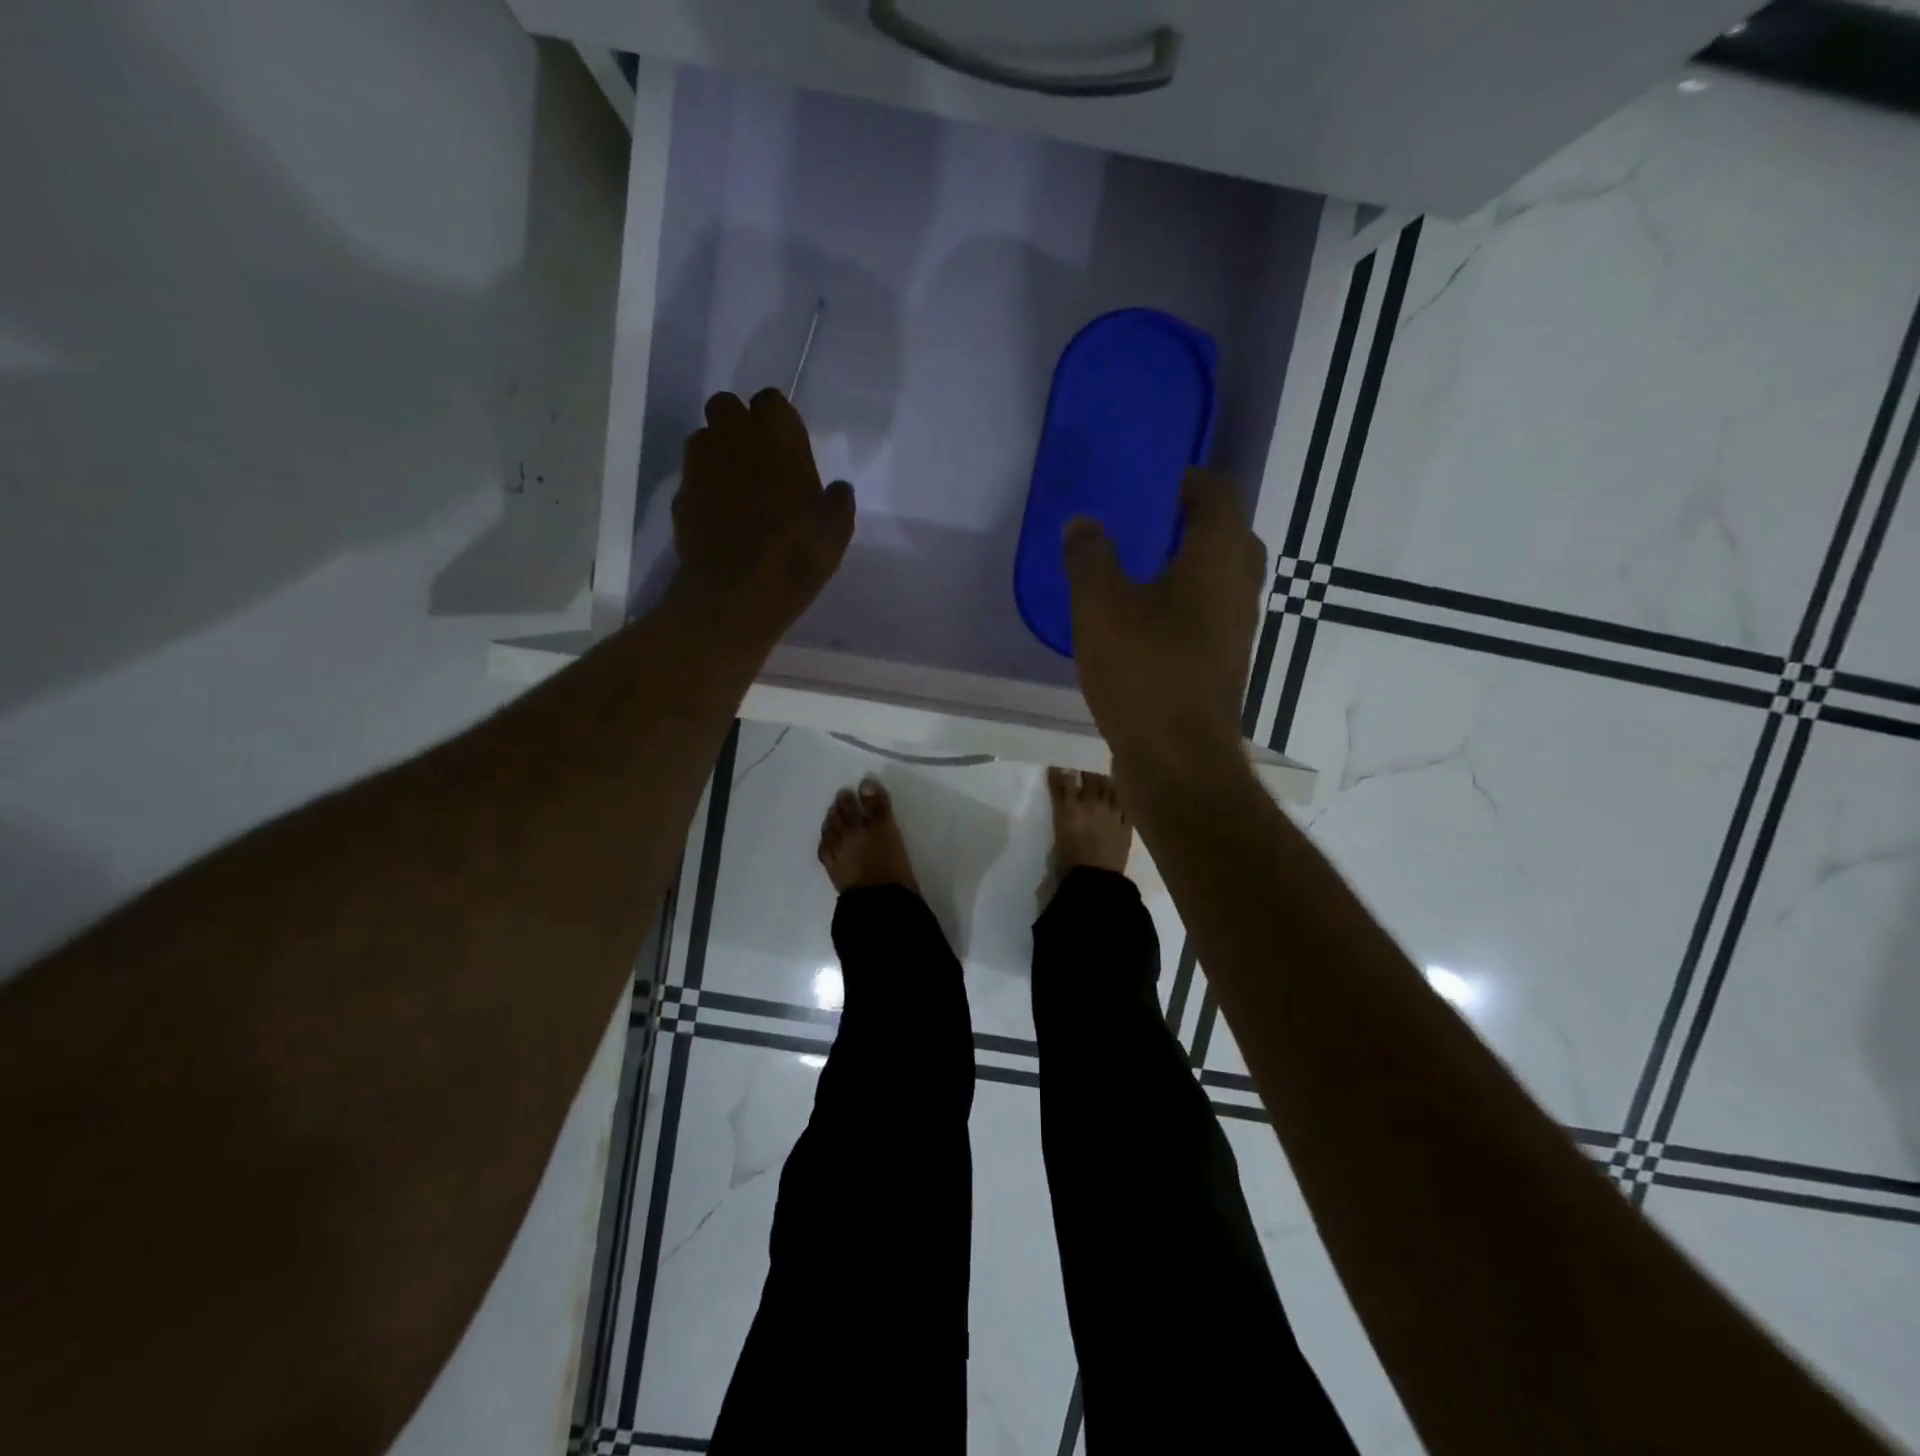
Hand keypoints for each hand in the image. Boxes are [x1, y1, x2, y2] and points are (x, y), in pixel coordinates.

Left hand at [671, 389, 855, 642]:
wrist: (736, 595)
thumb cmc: (796, 558)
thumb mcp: (836, 534)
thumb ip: (837, 503)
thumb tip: (838, 489)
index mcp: (777, 439)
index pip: (771, 401)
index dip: (777, 420)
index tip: (786, 444)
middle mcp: (733, 440)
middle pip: (726, 406)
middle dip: (739, 423)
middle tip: (757, 457)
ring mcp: (701, 466)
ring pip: (704, 436)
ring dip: (718, 450)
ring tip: (736, 484)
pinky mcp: (681, 494)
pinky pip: (693, 475)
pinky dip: (704, 484)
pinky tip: (719, 513)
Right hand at [1063, 468, 1266, 765]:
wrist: (1178, 760)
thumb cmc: (1145, 672)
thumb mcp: (1100, 608)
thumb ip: (1089, 558)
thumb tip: (1083, 522)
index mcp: (1217, 560)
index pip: (1219, 496)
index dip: (1192, 481)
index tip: (1158, 480)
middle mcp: (1239, 590)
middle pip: (1228, 538)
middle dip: (1194, 523)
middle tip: (1150, 522)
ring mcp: (1236, 632)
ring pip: (1220, 581)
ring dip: (1190, 567)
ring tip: (1140, 569)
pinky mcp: (1222, 666)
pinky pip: (1208, 616)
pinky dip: (1184, 605)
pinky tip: (1143, 622)